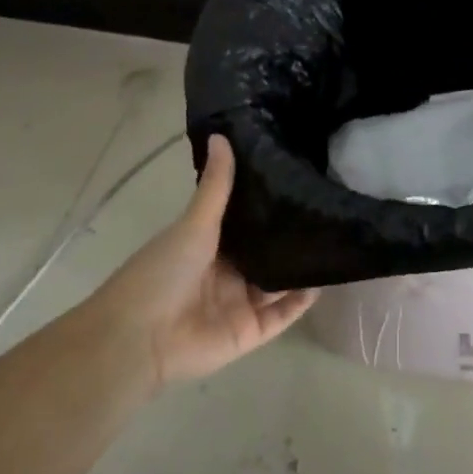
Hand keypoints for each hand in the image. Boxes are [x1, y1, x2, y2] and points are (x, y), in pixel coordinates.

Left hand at [88, 136, 317, 388]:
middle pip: (264, 252)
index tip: (297, 178)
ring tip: (333, 240)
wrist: (139, 338)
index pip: (244, 222)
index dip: (267, 204)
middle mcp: (226, 273)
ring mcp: (239, 303)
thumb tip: (221, 134)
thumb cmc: (162, 273)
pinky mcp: (250, 332)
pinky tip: (324, 279)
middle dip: (289, 236)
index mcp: (207, 246)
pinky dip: (301, 301)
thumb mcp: (193, 224)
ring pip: (278, 282)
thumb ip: (216, 186)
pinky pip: (282, 315)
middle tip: (325, 207)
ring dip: (299, 267)